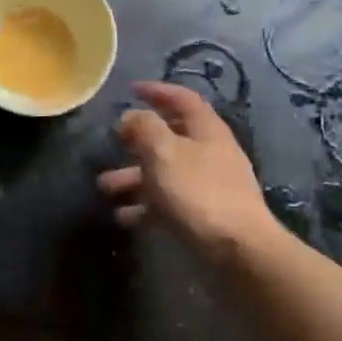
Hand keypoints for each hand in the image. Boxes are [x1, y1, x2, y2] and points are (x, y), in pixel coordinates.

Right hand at [97, 81, 277, 258]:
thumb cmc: (198, 192)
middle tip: (113, 142)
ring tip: (104, 186)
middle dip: (138, 140)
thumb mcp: (164, 152)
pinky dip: (145, 206)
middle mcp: (209, 153)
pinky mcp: (203, 217)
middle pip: (171, 137)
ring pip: (165, 173)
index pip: (183, 99)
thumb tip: (132, 117)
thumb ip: (144, 128)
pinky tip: (123, 215)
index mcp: (206, 130)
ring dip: (133, 177)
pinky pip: (168, 204)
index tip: (131, 89)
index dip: (157, 91)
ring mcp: (207, 187)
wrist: (237, 251)